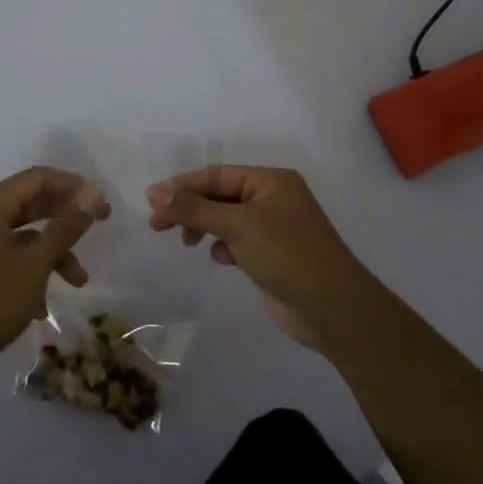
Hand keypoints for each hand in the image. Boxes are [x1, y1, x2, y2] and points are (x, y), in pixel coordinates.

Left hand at [0, 166, 109, 370]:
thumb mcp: (36, 264)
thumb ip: (65, 226)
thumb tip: (91, 194)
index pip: (38, 178)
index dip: (74, 186)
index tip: (102, 205)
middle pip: (31, 202)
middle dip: (67, 215)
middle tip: (101, 223)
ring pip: (24, 234)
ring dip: (54, 251)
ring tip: (79, 281)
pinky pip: (11, 255)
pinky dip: (33, 269)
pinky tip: (44, 305)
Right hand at [146, 165, 382, 351]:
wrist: (332, 308)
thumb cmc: (287, 255)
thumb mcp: (238, 226)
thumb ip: (196, 208)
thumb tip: (156, 192)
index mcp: (271, 181)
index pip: (217, 175)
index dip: (182, 186)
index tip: (151, 201)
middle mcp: (273, 198)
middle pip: (220, 195)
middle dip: (190, 208)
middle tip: (157, 225)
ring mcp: (274, 227)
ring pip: (226, 219)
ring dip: (204, 227)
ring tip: (187, 243)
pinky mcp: (272, 254)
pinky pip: (237, 241)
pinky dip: (224, 246)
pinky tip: (222, 260)